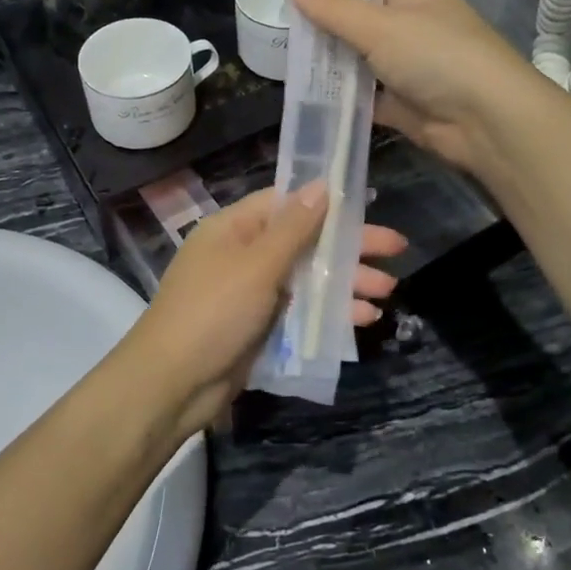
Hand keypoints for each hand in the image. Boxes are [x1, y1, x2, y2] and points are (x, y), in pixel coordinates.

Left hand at [110, 184, 406, 437]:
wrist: (173, 384)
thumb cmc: (213, 312)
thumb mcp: (257, 265)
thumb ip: (294, 228)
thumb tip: (322, 185)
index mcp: (235, 228)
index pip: (288, 203)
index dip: (328, 203)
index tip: (367, 204)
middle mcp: (245, 254)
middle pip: (306, 242)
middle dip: (350, 247)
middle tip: (397, 249)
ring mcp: (253, 292)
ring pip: (308, 278)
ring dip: (347, 282)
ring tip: (388, 290)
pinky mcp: (260, 326)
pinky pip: (302, 310)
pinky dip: (330, 312)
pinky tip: (364, 318)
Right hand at [288, 0, 550, 178]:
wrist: (487, 121)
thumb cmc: (436, 57)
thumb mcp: (380, 26)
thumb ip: (334, 8)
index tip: (288, 6)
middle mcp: (415, 31)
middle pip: (360, 29)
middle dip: (324, 37)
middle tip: (279, 43)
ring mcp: (411, 71)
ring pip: (361, 67)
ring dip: (331, 71)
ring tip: (285, 71)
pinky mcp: (407, 108)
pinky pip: (368, 101)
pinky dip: (344, 103)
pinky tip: (310, 104)